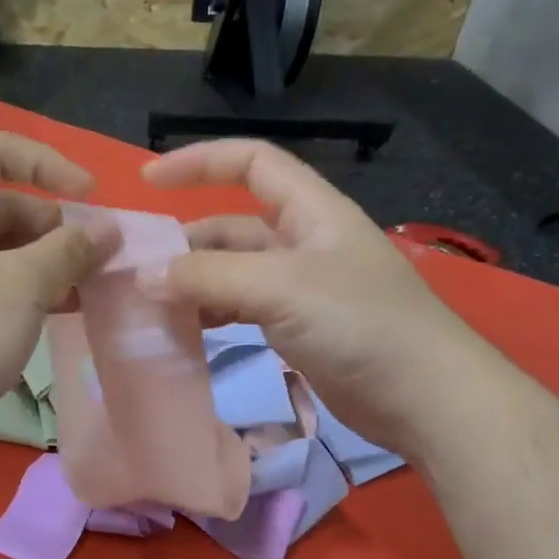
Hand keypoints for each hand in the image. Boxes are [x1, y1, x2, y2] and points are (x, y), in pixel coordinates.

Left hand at [0, 131, 118, 464]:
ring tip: (94, 288)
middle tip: (101, 257)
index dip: (45, 162)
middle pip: (5, 204)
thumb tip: (108, 228)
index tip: (88, 195)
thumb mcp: (22, 285)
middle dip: (57, 225)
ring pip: (5, 252)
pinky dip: (33, 291)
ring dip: (51, 262)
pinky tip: (67, 311)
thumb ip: (68, 250)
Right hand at [141, 139, 494, 456]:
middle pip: (232, 226)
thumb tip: (143, 277)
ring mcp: (301, 289)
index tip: (148, 180)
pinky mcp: (299, 329)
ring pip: (233, 273)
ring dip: (194, 283)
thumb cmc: (360, 325)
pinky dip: (212, 314)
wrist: (424, 397)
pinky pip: (243, 309)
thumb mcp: (281, 288)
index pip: (251, 163)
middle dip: (185, 242)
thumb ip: (210, 277)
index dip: (200, 162)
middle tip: (135, 270)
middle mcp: (304, 242)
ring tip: (150, 305)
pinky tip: (186, 331)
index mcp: (311, 211)